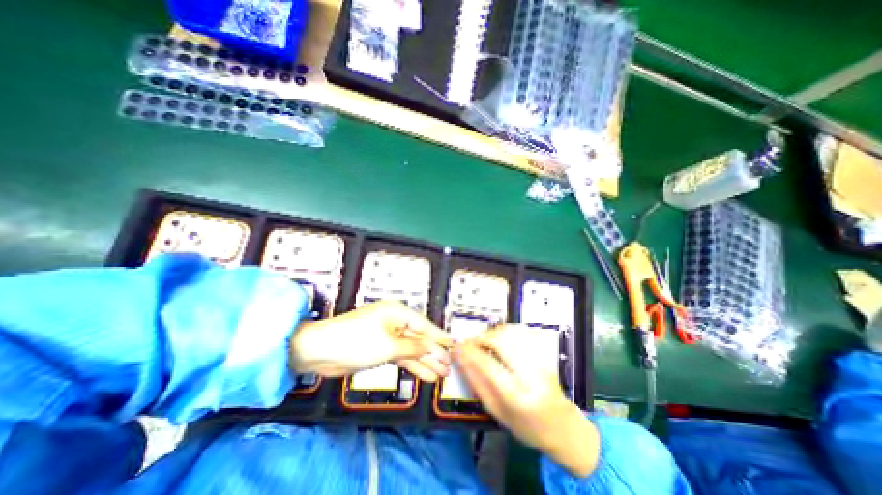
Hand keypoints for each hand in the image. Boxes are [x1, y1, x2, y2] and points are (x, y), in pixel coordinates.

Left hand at [293, 297, 454, 382]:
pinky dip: (412, 366)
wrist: (319, 351)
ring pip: (412, 349)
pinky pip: (401, 357)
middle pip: (419, 338)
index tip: (455, 346)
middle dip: (434, 353)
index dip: (440, 337)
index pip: (425, 325)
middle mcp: (395, 321)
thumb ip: (413, 347)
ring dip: (425, 361)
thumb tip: (432, 347)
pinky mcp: (380, 349)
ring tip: (441, 374)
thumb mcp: (389, 345)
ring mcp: (388, 336)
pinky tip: (425, 375)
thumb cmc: (355, 340)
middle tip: (449, 366)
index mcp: (398, 312)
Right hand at [455, 324, 598, 476]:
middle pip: (500, 341)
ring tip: (484, 341)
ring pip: (511, 332)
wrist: (562, 427)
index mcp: (516, 395)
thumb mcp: (496, 411)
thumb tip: (461, 359)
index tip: (457, 346)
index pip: (487, 364)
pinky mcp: (544, 353)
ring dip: (492, 332)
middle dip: (481, 337)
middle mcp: (529, 374)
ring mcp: (539, 360)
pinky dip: (506, 330)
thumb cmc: (526, 426)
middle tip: (471, 343)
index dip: (469, 351)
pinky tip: (500, 338)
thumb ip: (477, 383)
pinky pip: (522, 332)